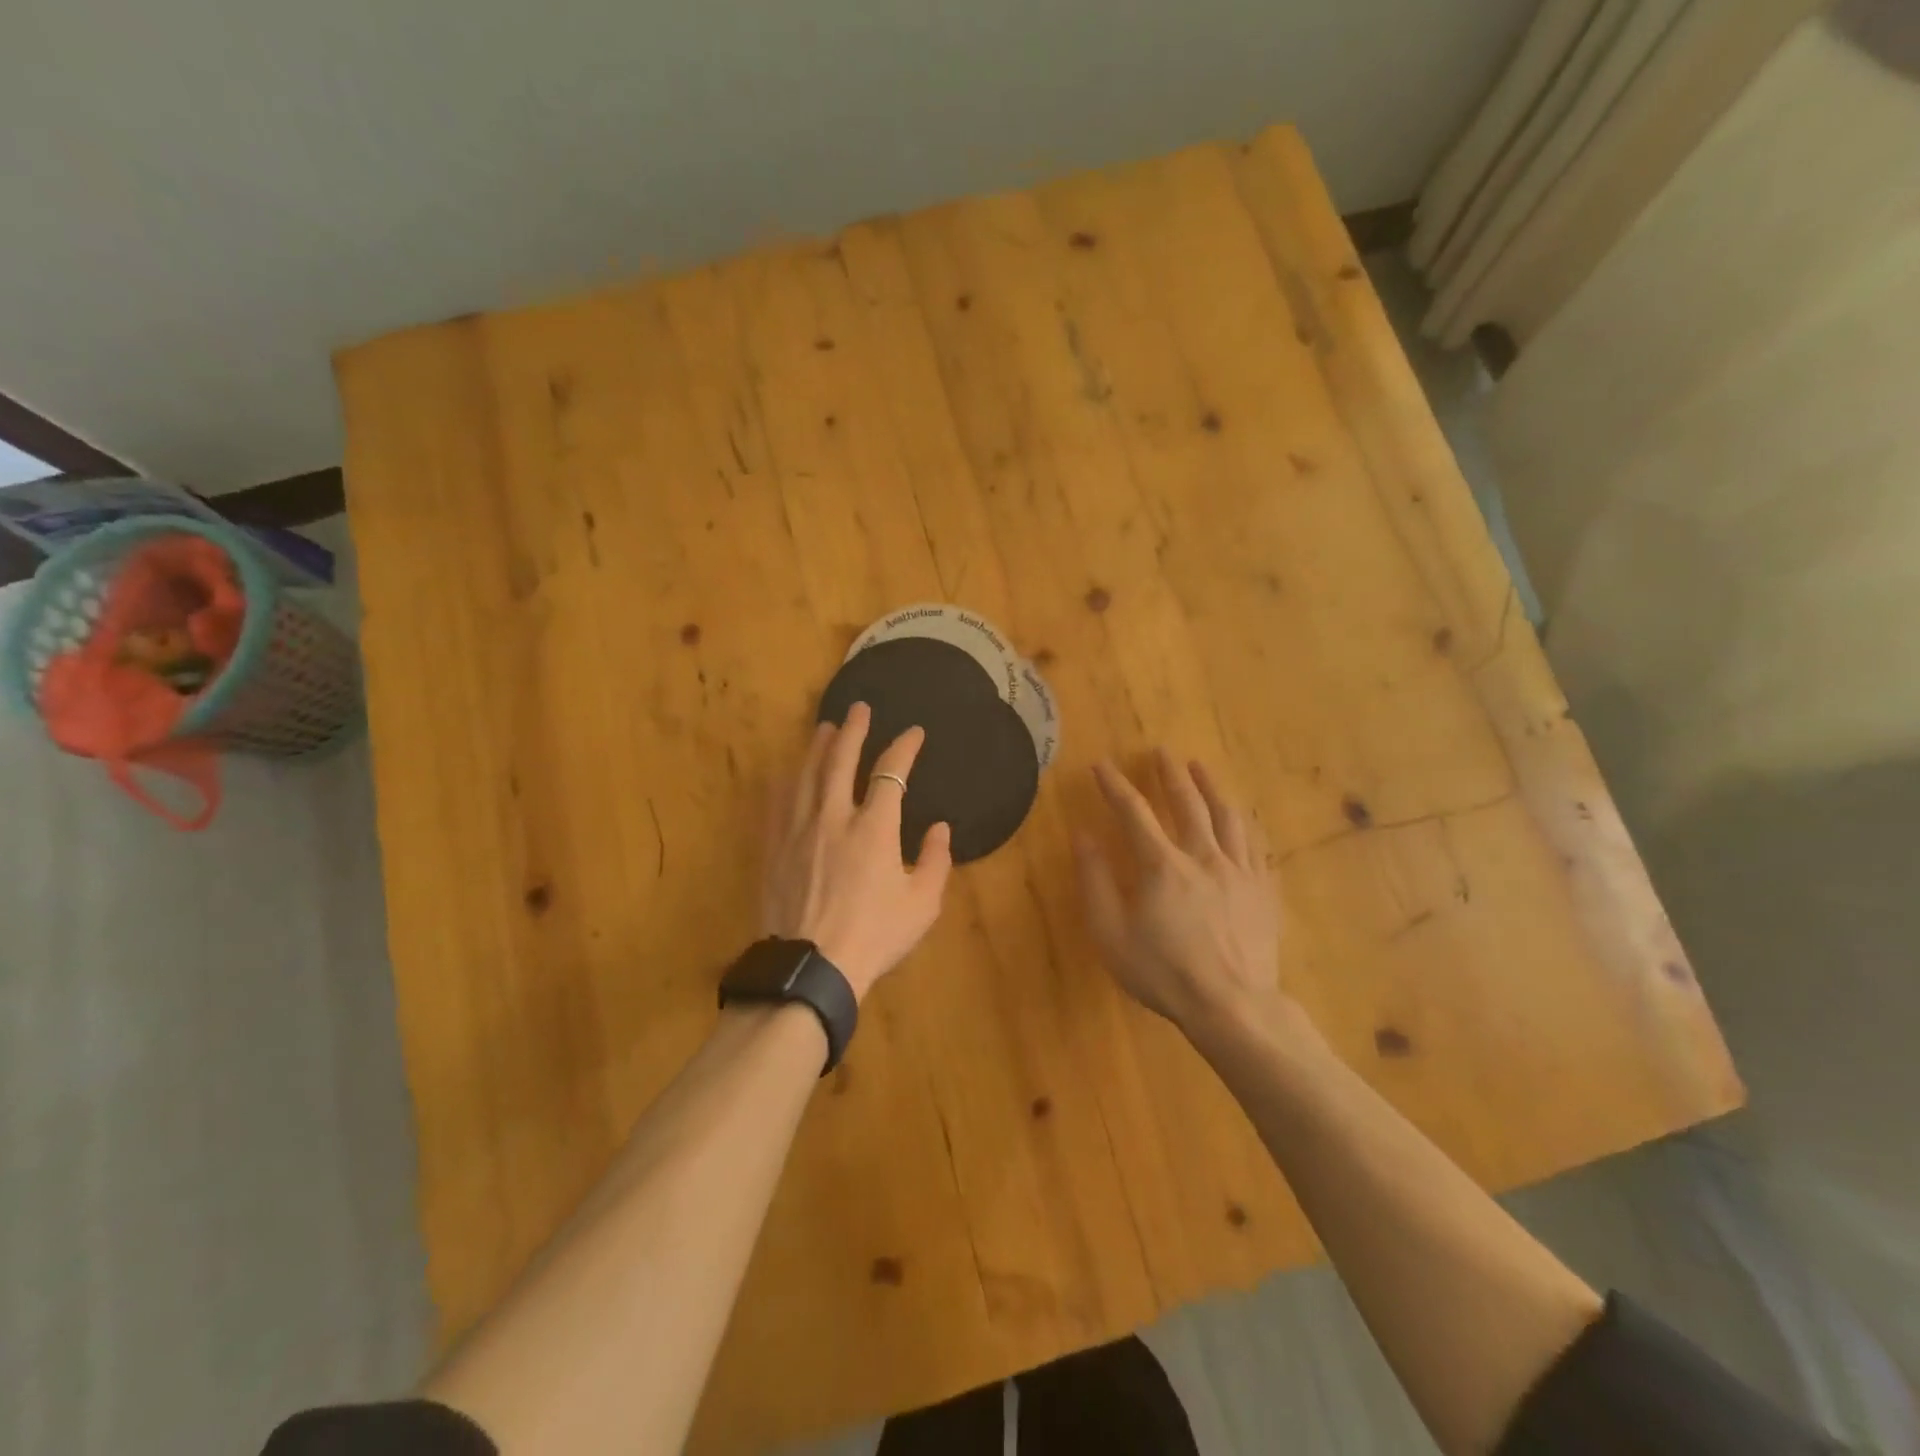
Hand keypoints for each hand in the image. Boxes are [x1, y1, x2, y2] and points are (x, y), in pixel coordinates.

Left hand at [761, 702, 953, 1000]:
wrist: (811, 968)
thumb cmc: (874, 936)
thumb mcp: (922, 904)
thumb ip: (936, 861)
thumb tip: (941, 827)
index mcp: (875, 828)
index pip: (890, 772)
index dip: (903, 747)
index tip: (913, 732)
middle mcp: (834, 817)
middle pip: (840, 760)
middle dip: (853, 731)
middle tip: (859, 709)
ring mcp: (799, 830)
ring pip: (806, 775)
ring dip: (817, 748)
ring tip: (825, 728)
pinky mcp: (774, 848)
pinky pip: (778, 803)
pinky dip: (786, 781)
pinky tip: (787, 772)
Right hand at [1074, 751, 1287, 1033]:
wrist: (1233, 1007)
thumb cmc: (1164, 973)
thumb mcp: (1112, 934)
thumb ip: (1095, 882)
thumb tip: (1083, 836)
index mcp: (1162, 865)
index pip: (1134, 812)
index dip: (1115, 785)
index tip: (1101, 766)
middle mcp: (1203, 856)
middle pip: (1188, 803)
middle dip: (1170, 774)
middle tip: (1162, 751)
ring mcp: (1239, 871)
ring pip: (1227, 816)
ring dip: (1211, 787)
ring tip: (1201, 768)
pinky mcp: (1263, 890)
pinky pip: (1255, 845)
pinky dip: (1243, 823)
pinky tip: (1241, 817)